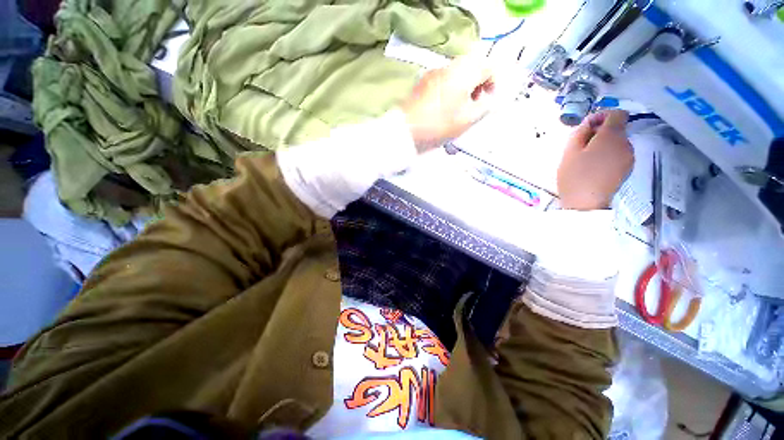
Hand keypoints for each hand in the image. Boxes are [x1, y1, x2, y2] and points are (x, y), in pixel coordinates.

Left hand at [401, 52, 494, 151]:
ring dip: (463, 86)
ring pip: (456, 73)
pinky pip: (443, 80)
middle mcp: (449, 65)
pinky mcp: (422, 82)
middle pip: (472, 67)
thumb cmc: (440, 124)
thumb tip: (489, 100)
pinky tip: (444, 107)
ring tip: (458, 108)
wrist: (406, 129)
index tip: (488, 100)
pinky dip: (450, 89)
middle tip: (474, 104)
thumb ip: (484, 107)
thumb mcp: (467, 119)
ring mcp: (433, 72)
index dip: (493, 83)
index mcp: (464, 71)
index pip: (488, 67)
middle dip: (477, 84)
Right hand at [557, 110, 633, 210]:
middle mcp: (626, 143)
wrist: (586, 202)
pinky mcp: (628, 168)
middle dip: (601, 132)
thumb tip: (590, 122)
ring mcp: (629, 157)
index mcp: (612, 136)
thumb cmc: (574, 175)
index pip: (617, 113)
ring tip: (587, 158)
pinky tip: (596, 166)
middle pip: (617, 128)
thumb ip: (580, 131)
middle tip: (582, 146)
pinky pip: (619, 153)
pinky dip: (609, 154)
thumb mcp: (570, 151)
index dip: (603, 115)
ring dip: (604, 144)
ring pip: (618, 142)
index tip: (588, 127)